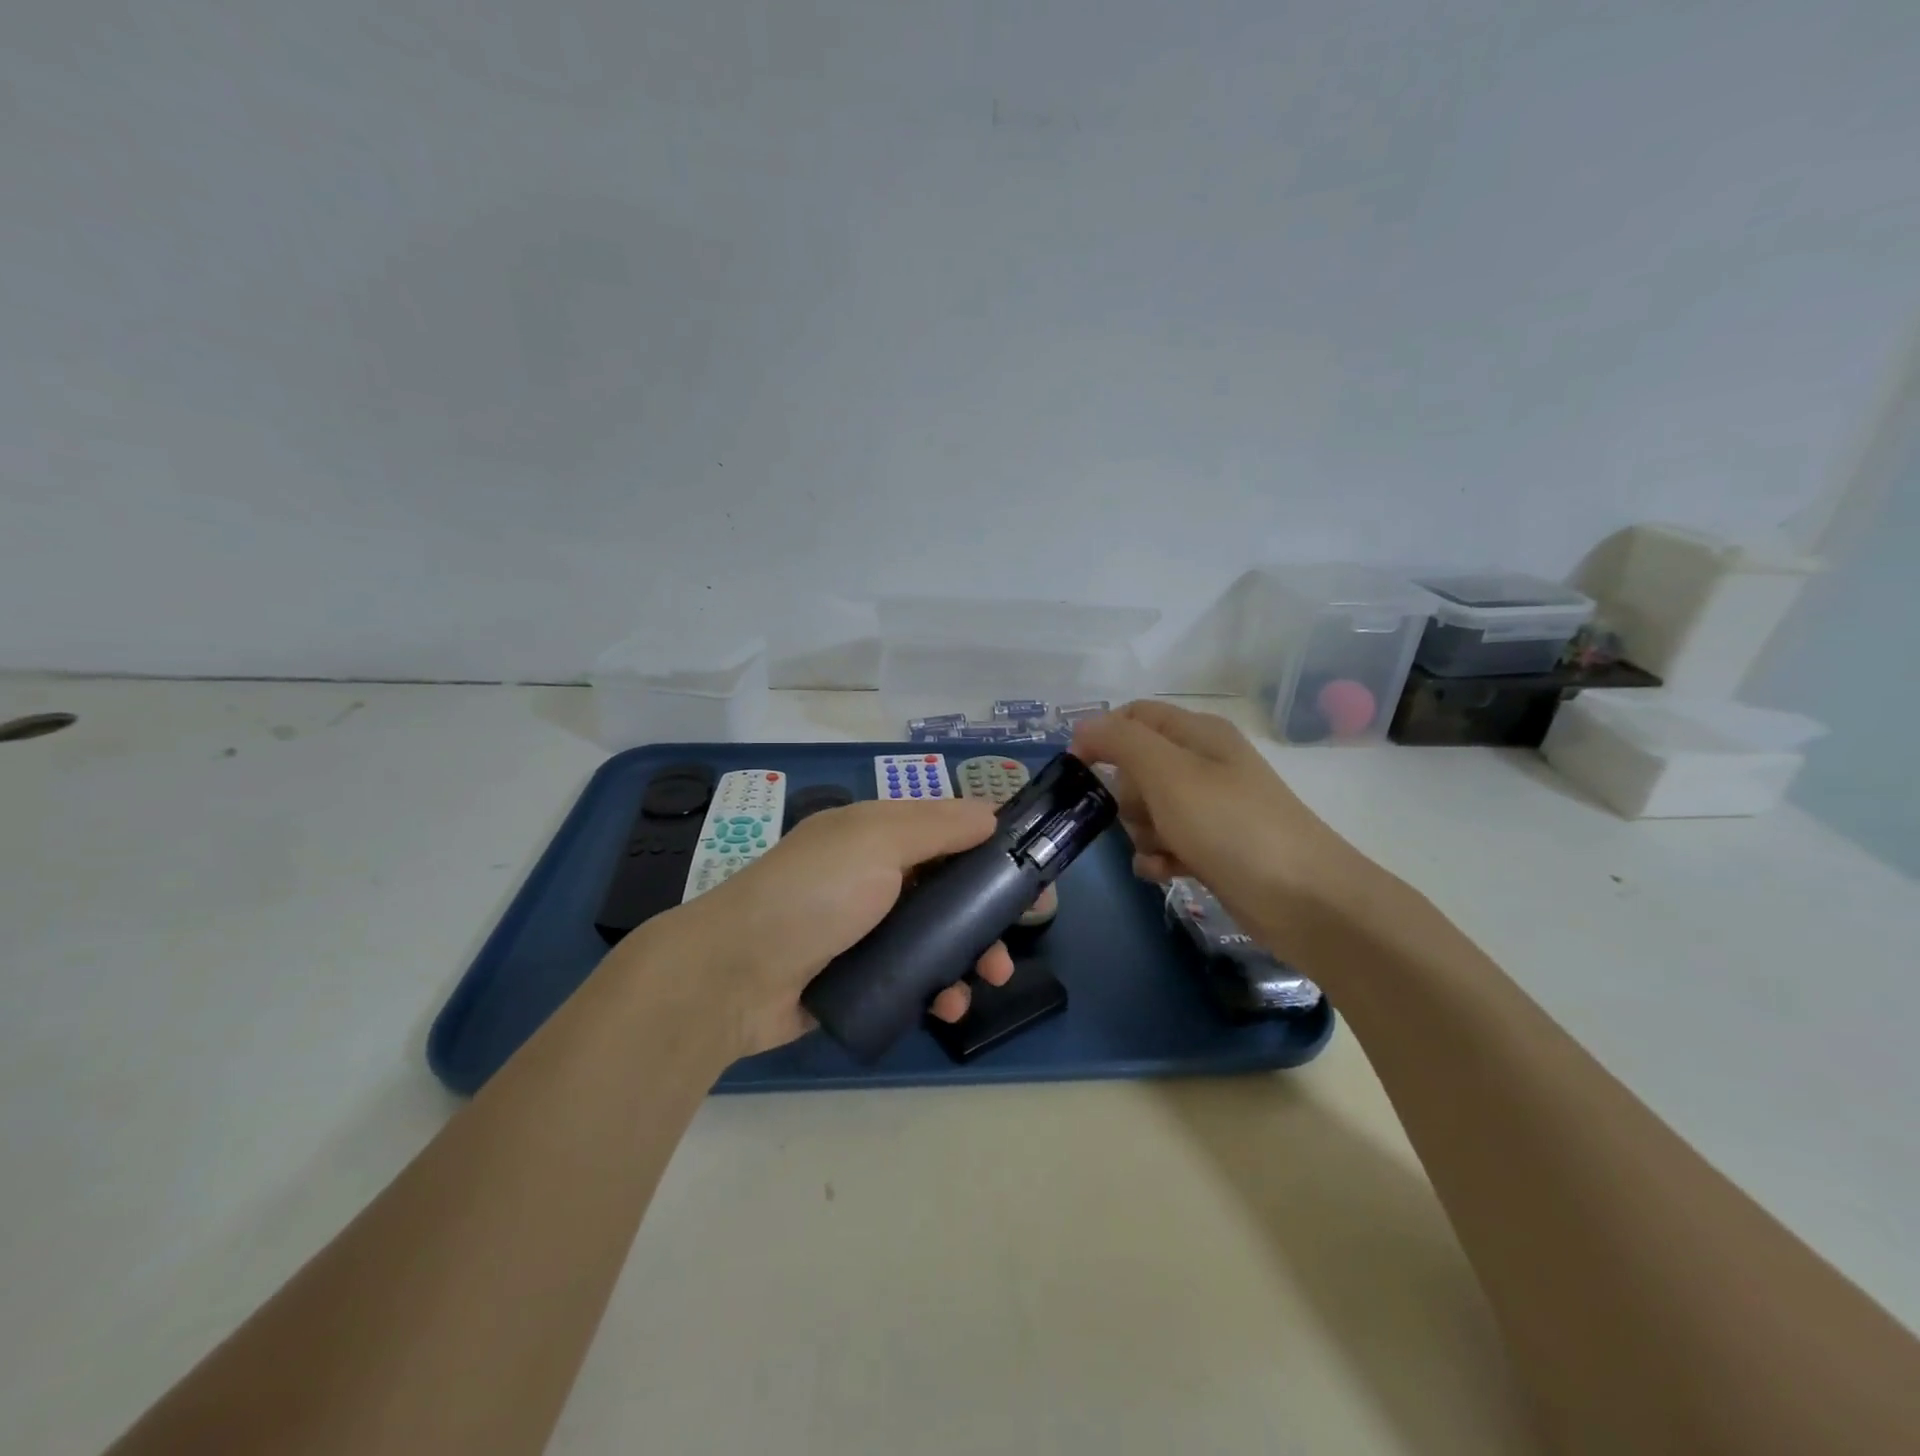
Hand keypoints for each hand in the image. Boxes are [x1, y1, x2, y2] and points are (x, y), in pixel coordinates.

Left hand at [660, 798, 1015, 1057]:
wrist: (731, 977)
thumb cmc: (811, 895)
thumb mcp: (875, 842)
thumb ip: (936, 826)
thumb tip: (991, 814)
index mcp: (876, 834)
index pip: (946, 829)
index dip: (990, 846)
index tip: (1031, 871)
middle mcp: (875, 876)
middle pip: (949, 886)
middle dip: (989, 910)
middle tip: (1019, 934)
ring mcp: (867, 929)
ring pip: (938, 936)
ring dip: (971, 954)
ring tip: (990, 978)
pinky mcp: (861, 976)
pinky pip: (915, 977)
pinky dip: (939, 988)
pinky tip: (949, 1005)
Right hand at [1071, 700, 1373, 959]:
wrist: (1304, 900)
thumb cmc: (1231, 825)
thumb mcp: (1169, 774)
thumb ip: (1121, 743)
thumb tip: (1083, 727)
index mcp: (1197, 734)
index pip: (1134, 717)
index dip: (1103, 736)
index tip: (1079, 769)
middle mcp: (1203, 765)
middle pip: (1136, 768)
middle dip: (1127, 795)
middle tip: (1144, 814)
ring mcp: (1210, 808)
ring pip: (1147, 810)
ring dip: (1141, 832)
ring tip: (1163, 849)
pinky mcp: (1212, 848)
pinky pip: (1165, 844)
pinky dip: (1158, 857)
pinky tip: (1167, 872)